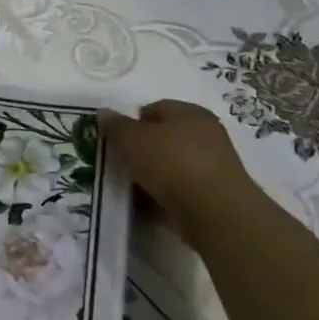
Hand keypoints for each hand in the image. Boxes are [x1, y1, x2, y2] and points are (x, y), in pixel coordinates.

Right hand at [99, 100, 261, 242]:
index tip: (115, 139)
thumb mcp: (132, 139)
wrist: (214, 211)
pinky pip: (178, 188)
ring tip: (129, 186)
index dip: (131, 121)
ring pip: (170, 164)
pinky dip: (162, 194)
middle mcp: (205, 134)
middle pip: (163, 137)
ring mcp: (211, 165)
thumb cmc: (172, 163)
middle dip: (140, 149)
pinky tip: (146, 204)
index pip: (155, 108)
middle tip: (119, 161)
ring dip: (150, 173)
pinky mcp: (212, 193)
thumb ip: (116, 126)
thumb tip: (104, 113)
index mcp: (190, 113)